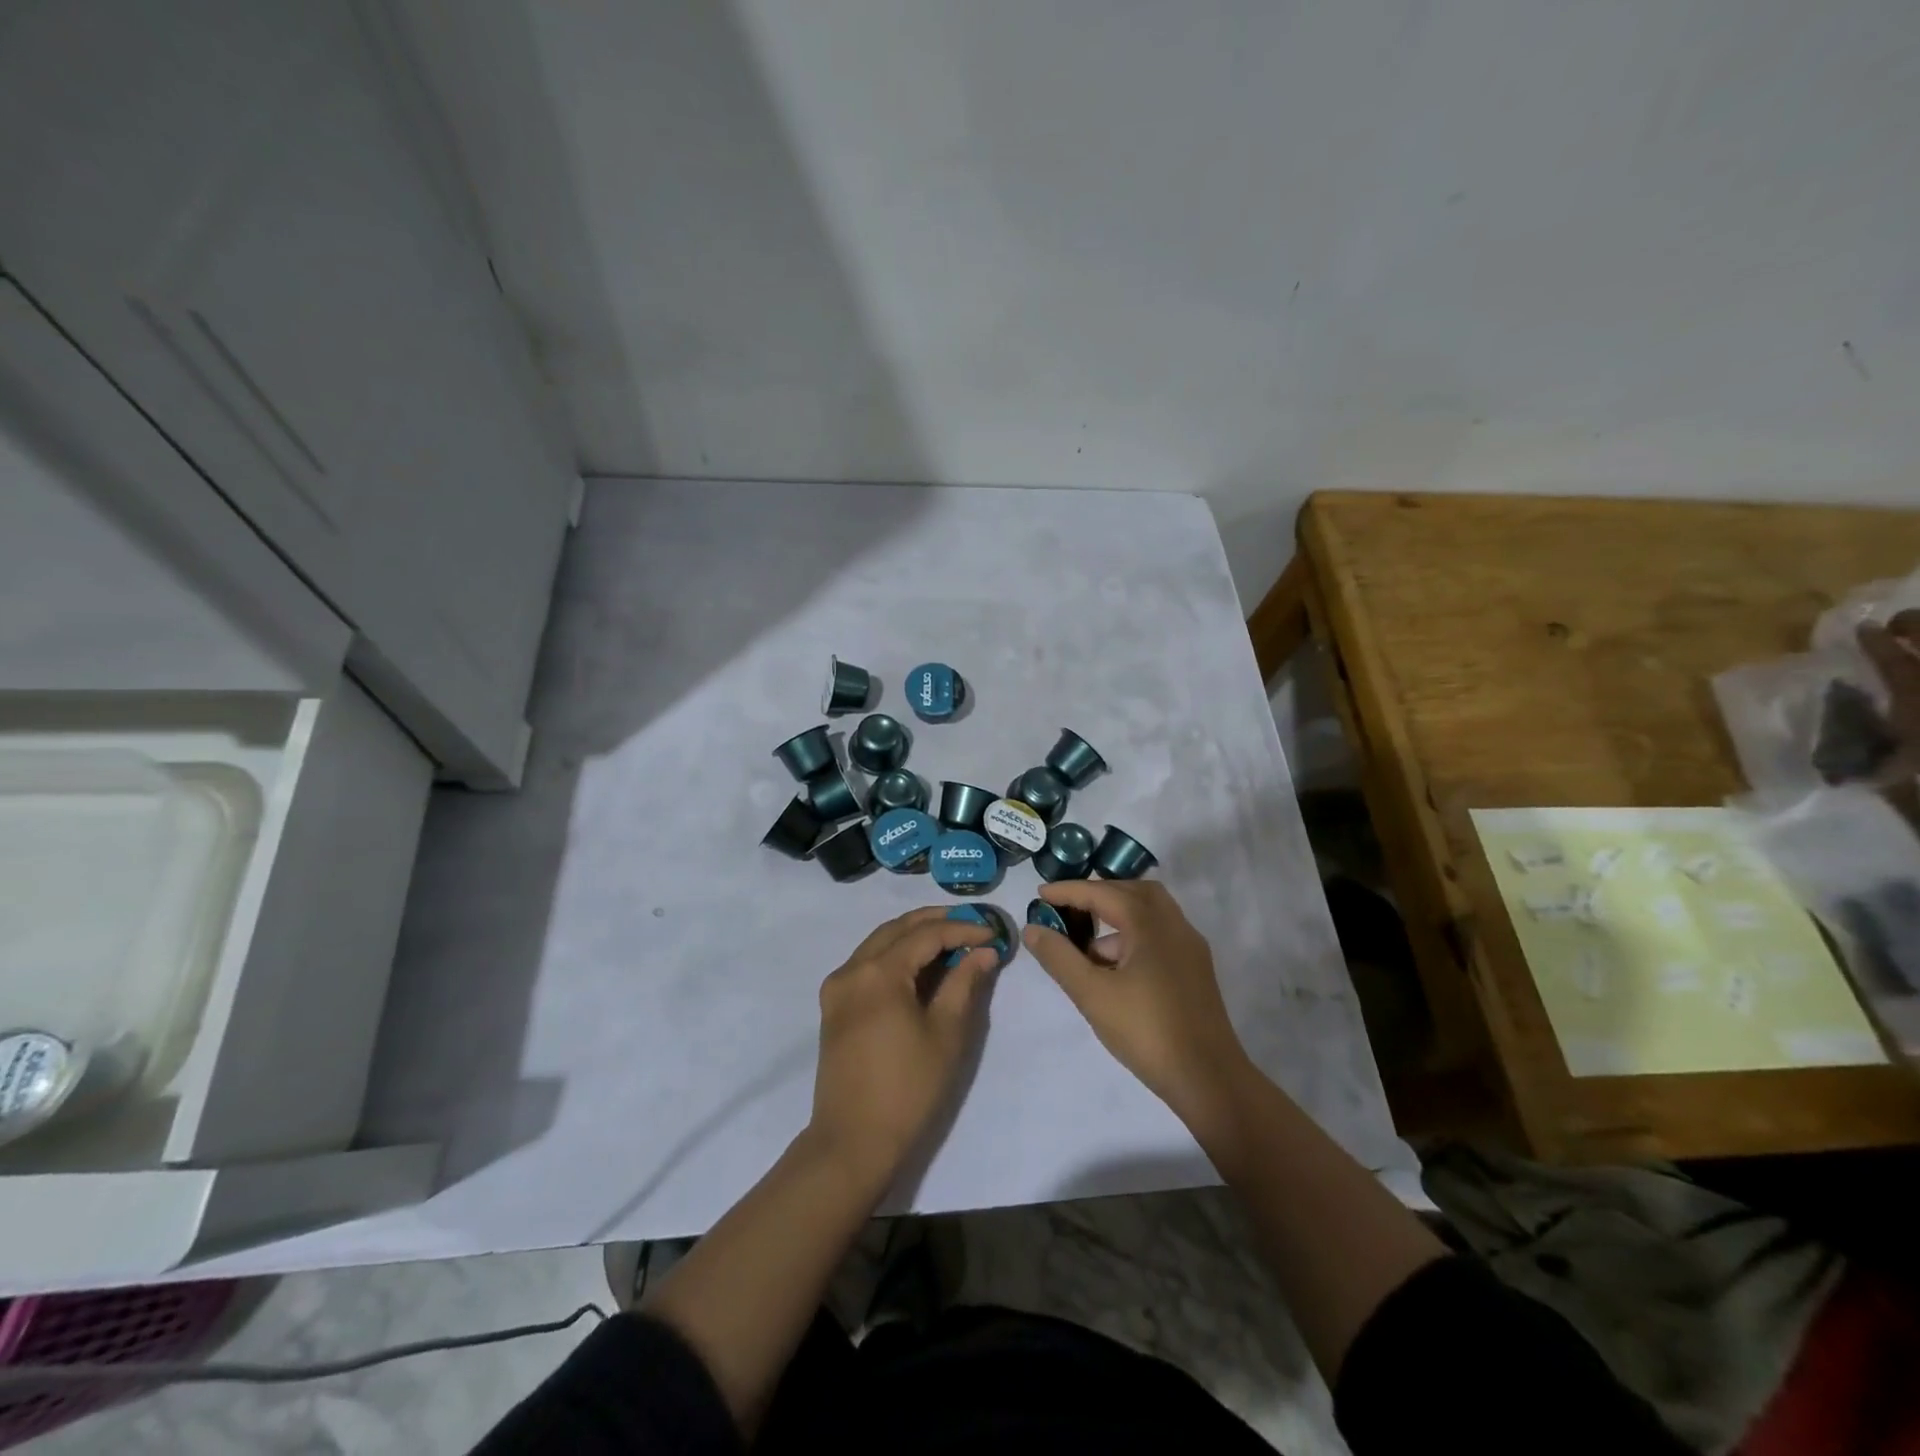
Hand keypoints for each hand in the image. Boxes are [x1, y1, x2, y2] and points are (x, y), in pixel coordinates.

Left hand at [807, 907, 999, 1191]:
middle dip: (936, 922)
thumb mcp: (946, 1034)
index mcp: (879, 973)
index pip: (926, 935)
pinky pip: (867, 962)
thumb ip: (964, 984)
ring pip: (879, 941)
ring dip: (914, 935)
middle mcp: (852, 969)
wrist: (853, 1141)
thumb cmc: (908, 1089)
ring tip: (951, 939)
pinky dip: (895, 954)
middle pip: (898, 928)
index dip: (962, 929)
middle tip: (972, 925)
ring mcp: (837, 986)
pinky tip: (919, 965)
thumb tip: (984, 951)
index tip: (993, 934)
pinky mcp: (834, 1005)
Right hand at [1023, 880, 1250, 1125]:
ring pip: (1149, 914)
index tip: (1040, 894)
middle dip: (1098, 895)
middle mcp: (1174, 925)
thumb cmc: (1146, 1031)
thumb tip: (1032, 929)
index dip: (1069, 891)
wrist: (1209, 1079)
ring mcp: (1189, 948)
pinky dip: (1132, 938)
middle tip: (1068, 908)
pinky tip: (1112, 970)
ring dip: (1116, 918)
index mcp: (1150, 924)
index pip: (1103, 892)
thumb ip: (1059, 957)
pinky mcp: (1195, 970)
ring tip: (1085, 947)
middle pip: (1133, 892)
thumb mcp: (1092, 994)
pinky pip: (1159, 935)